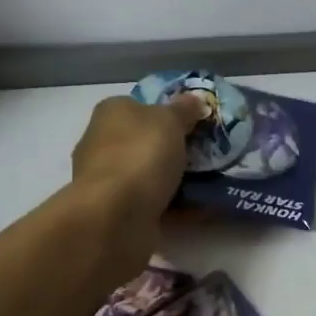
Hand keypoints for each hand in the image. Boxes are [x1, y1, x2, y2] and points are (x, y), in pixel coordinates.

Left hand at [68, 94, 201, 274]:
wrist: (116, 217)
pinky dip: (177, 206)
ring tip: (212, 180)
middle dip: (173, 148)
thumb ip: (184, 109)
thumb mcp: (170, 120)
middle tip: (208, 152)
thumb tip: (194, 99)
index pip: (139, 105)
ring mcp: (109, 181)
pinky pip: (155, 203)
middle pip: (145, 141)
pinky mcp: (118, 212)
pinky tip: (204, 207)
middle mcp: (103, 144)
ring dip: (176, 179)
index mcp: (111, 114)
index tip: (194, 122)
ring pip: (150, 174)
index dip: (166, 111)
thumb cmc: (141, 155)